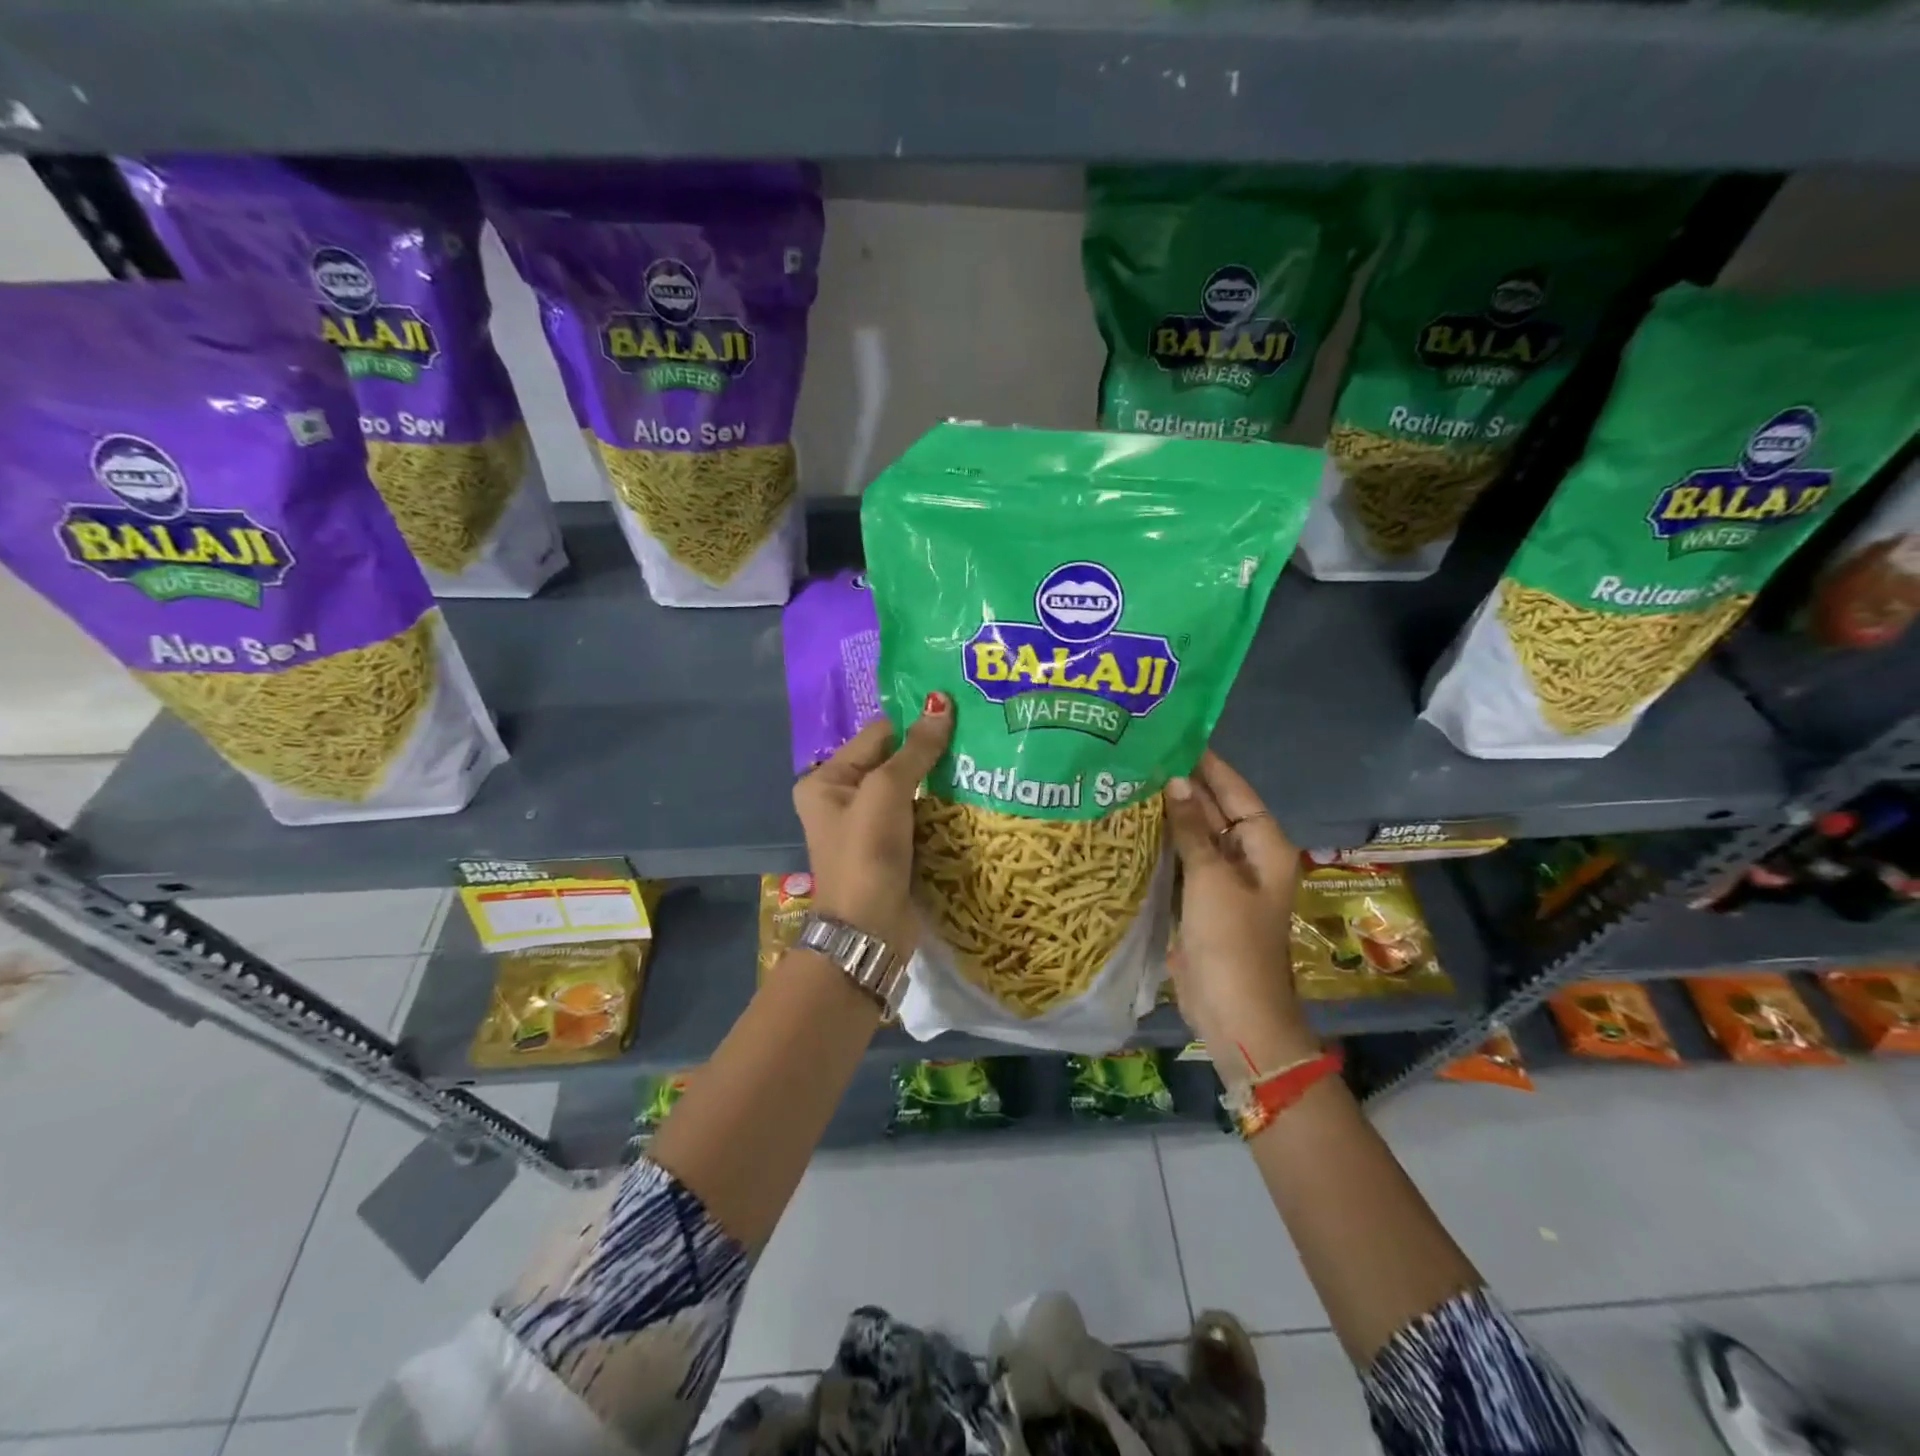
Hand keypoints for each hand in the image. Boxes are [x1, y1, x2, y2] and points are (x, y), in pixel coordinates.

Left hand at [793, 694, 953, 953]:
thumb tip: (940, 704)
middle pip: (893, 760)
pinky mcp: (892, 847)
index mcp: (827, 779)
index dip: (915, 723)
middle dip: (930, 751)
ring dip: (940, 779)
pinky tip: (972, 793)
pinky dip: (941, 806)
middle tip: (977, 732)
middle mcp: (842, 797)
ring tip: (982, 759)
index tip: (959, 711)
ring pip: (910, 788)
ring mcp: (868, 825)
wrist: (869, 932)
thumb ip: (915, 750)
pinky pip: (918, 814)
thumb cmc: (866, 854)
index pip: (877, 735)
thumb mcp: (886, 793)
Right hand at [1163, 751, 1315, 1080]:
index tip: (1176, 735)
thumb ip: (1193, 828)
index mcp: (1265, 846)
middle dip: (1184, 785)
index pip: (1236, 791)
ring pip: (1195, 834)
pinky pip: (1182, 860)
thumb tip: (1176, 781)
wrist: (1233, 1013)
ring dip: (1170, 813)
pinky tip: (1133, 825)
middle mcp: (1246, 856)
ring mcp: (1222, 880)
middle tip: (1142, 753)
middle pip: (1215, 810)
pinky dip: (1163, 843)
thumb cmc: (1231, 941)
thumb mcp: (1211, 878)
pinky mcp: (1200, 900)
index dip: (1209, 764)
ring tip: (1131, 779)